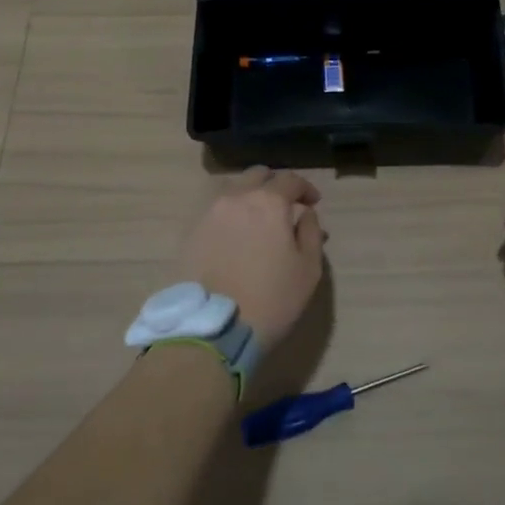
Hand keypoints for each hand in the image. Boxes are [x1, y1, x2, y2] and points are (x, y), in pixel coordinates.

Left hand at [181, 167, 324, 351]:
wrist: (213, 329)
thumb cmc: (271, 299)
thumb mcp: (308, 269)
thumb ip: (311, 232)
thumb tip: (305, 213)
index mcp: (268, 202)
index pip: (290, 179)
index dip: (305, 187)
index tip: (313, 203)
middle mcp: (235, 198)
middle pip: (257, 175)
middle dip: (275, 185)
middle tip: (286, 206)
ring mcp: (208, 214)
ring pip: (233, 190)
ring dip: (250, 196)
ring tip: (258, 220)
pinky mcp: (190, 233)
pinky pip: (215, 211)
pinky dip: (230, 214)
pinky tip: (236, 235)